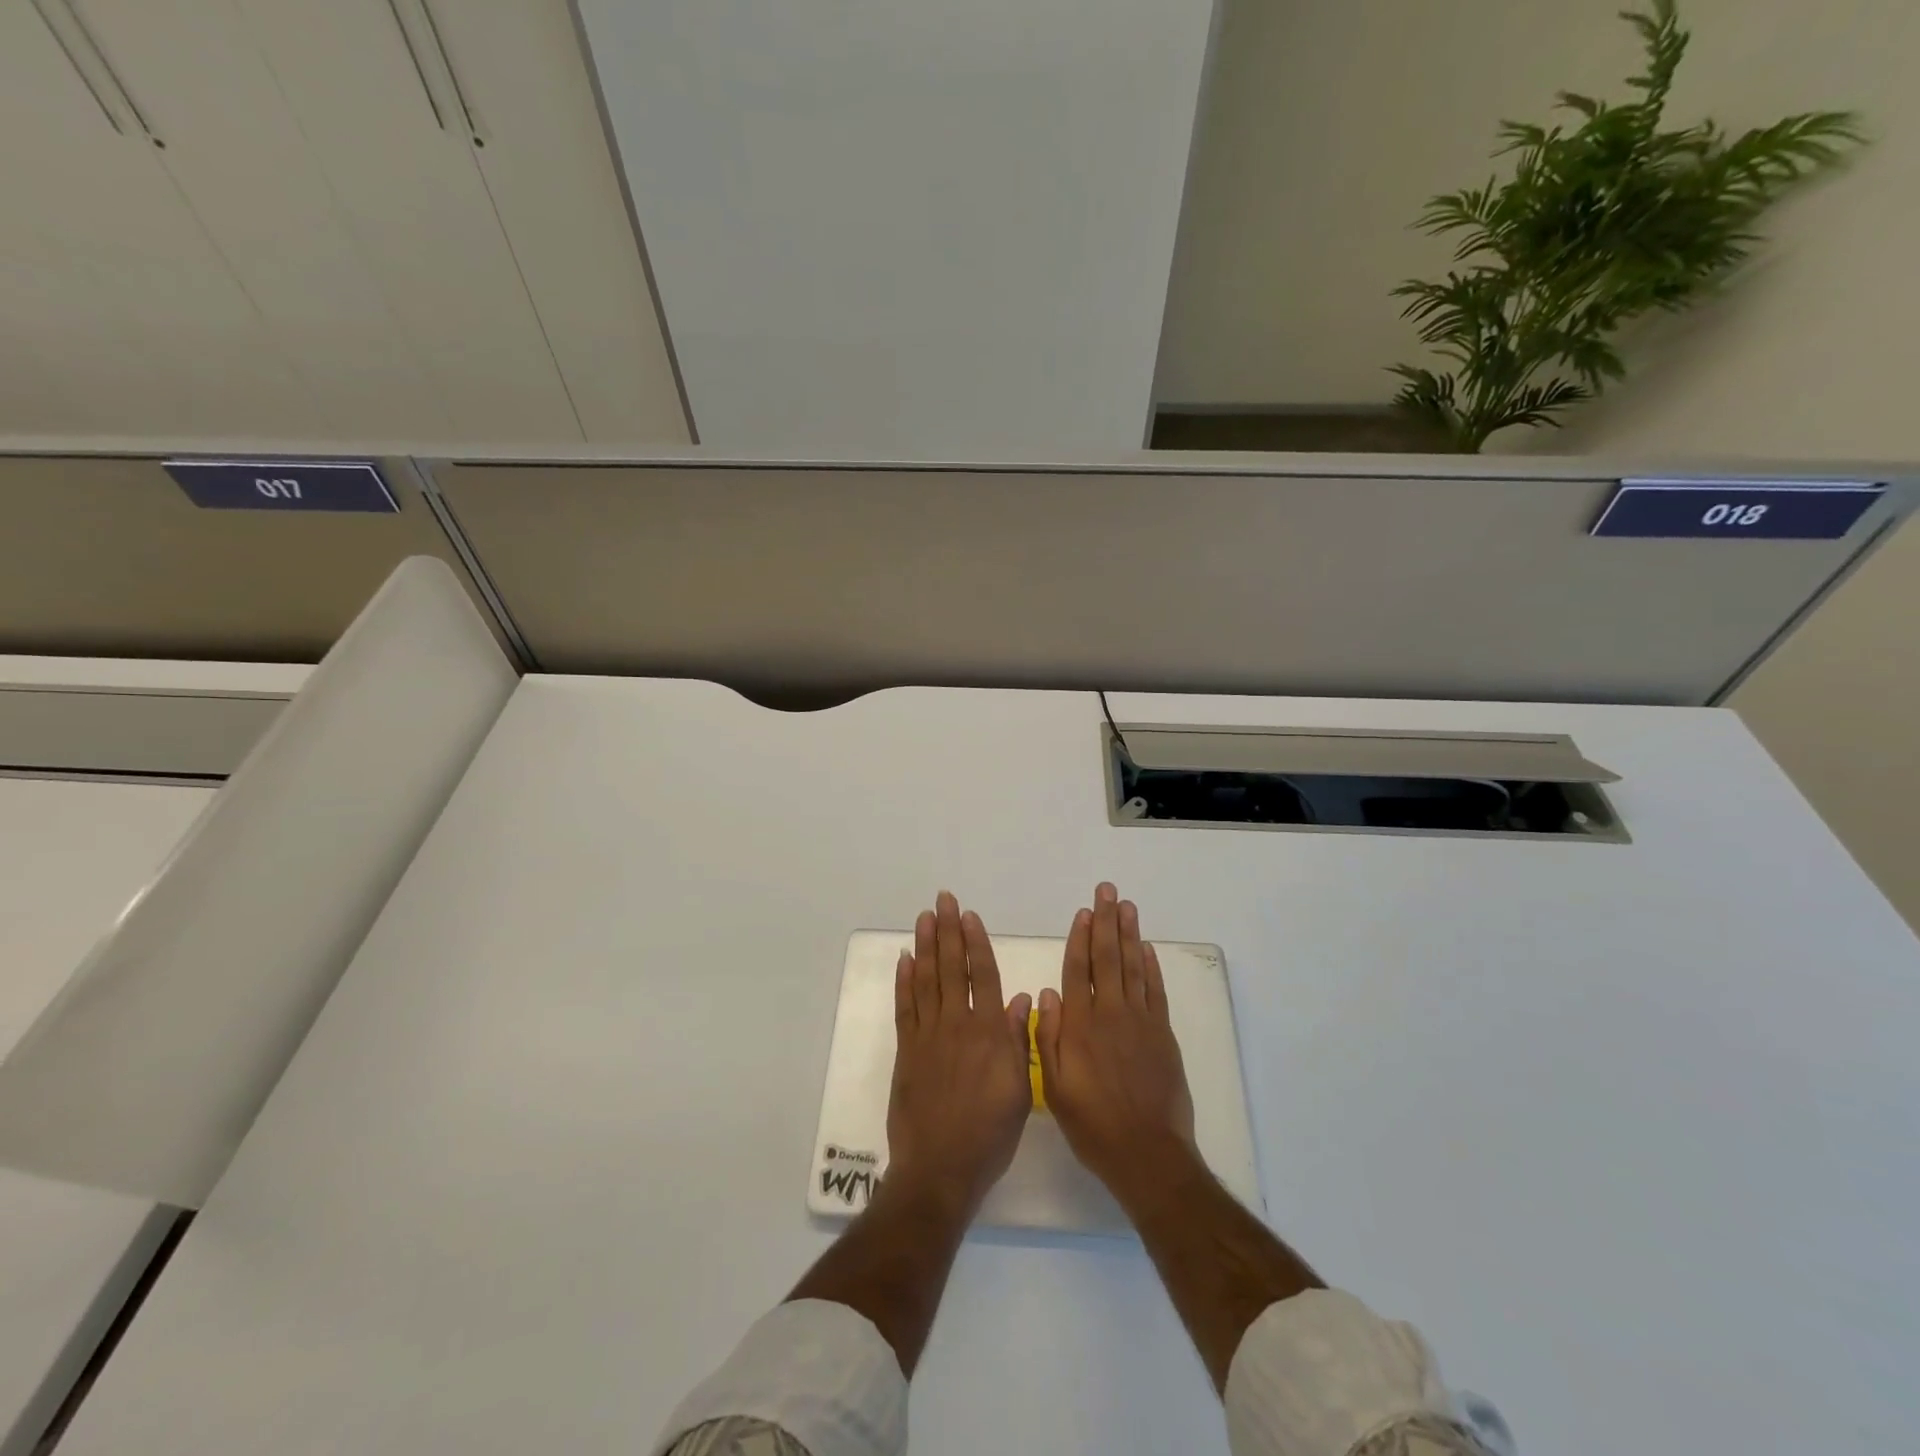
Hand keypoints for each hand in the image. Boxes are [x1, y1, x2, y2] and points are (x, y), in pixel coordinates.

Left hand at [885, 892, 1033, 1216]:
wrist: (940, 1168)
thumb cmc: (989, 1135)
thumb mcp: (1021, 1092)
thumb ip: (1020, 1041)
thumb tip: (1022, 998)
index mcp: (990, 1033)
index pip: (985, 976)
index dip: (976, 943)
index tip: (969, 916)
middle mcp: (958, 1025)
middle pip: (953, 968)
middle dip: (948, 931)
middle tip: (942, 900)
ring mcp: (929, 1036)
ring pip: (927, 980)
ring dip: (926, 946)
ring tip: (924, 917)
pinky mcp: (907, 1050)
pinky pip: (905, 1007)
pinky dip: (904, 981)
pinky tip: (905, 960)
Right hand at [1035, 882, 1196, 1211]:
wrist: (1148, 1154)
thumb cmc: (1093, 1125)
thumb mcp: (1055, 1089)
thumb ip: (1049, 1039)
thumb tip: (1047, 995)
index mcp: (1081, 1026)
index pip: (1078, 971)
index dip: (1080, 939)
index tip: (1083, 912)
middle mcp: (1111, 1015)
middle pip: (1108, 958)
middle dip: (1106, 922)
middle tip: (1107, 891)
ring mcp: (1141, 1022)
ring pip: (1134, 967)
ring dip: (1130, 934)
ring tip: (1127, 906)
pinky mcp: (1163, 1035)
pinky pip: (1156, 992)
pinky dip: (1152, 967)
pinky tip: (1147, 948)